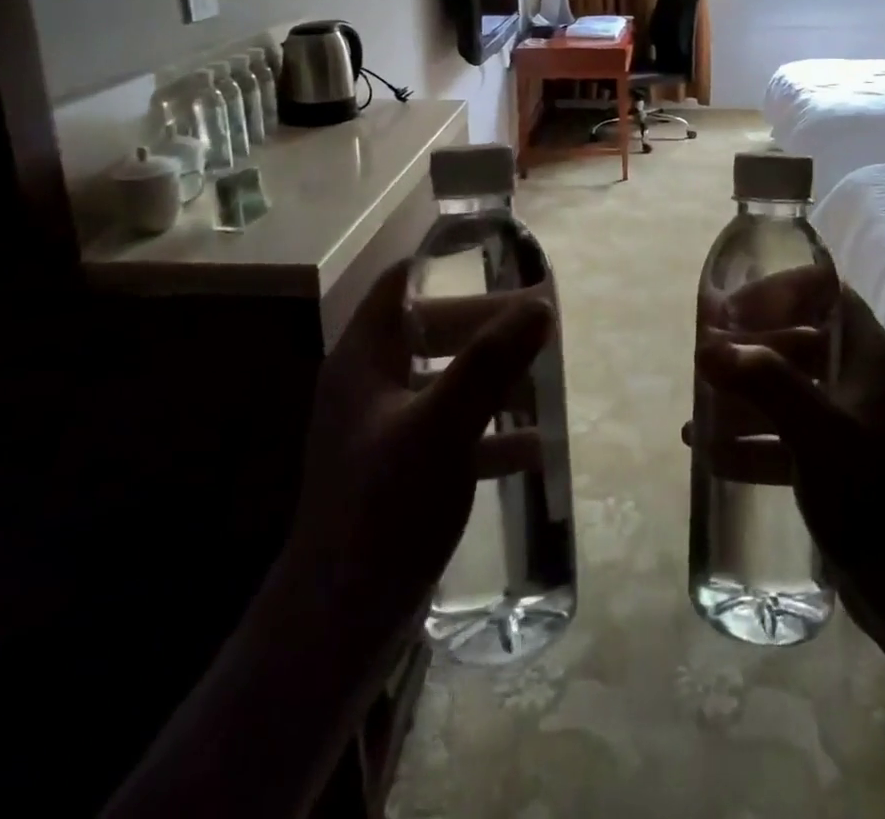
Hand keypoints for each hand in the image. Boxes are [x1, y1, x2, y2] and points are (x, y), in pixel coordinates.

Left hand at [285, 260, 551, 632]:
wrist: (339, 625)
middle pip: (432, 332)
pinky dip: (489, 432)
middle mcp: (370, 387)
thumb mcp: (441, 427)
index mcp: (364, 360)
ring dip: (493, 378)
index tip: (497, 259)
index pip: (399, 286)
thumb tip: (540, 308)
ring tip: (545, 378)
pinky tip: (534, 447)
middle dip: (486, 327)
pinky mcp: (401, 473)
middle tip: (540, 322)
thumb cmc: (383, 508)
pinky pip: (452, 433)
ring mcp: (384, 432)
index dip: (443, 266)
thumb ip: (490, 364)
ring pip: (446, 382)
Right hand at [694, 268, 884, 655]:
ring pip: (786, 388)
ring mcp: (847, 421)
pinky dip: (750, 438)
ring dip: (742, 395)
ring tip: (699, 411)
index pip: (823, 294)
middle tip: (705, 360)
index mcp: (867, 354)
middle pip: (797, 339)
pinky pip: (784, 434)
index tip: (733, 309)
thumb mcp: (818, 432)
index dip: (777, 291)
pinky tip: (709, 452)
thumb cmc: (872, 494)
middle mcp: (858, 379)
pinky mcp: (835, 461)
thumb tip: (707, 347)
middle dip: (749, 348)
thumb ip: (765, 383)